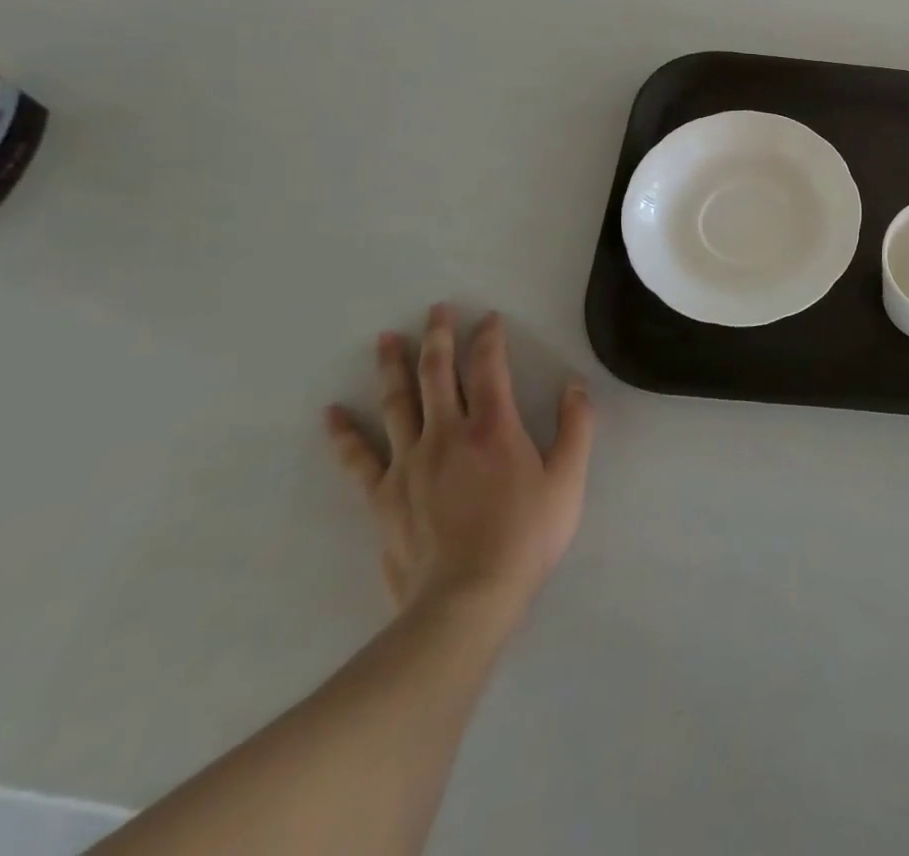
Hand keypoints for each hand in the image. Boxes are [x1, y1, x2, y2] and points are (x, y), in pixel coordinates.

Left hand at [324, 305, 594, 633]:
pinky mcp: (382, 496)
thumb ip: (576, 427)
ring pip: (397, 402)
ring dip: (392, 366)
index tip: (490, 318)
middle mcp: (447, 433)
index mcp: (493, 427)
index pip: (489, 367)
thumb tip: (574, 385)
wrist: (466, 600)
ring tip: (386, 338)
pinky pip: (358, 458)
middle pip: (437, 373)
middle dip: (439, 336)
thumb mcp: (569, 480)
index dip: (489, 337)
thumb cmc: (526, 536)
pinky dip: (344, 433)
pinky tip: (333, 413)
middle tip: (436, 308)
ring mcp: (409, 463)